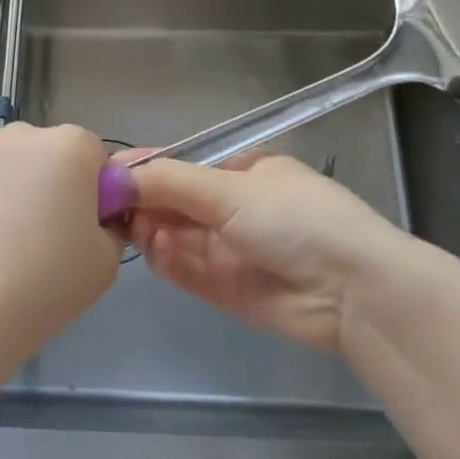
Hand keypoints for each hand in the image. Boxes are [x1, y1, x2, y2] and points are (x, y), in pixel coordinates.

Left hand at [0, 123, 120, 362]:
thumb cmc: (41, 286)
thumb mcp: (105, 263)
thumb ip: (109, 226)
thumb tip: (94, 218)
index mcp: (69, 147)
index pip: (93, 155)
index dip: (93, 190)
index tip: (83, 228)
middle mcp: (19, 135)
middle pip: (44, 154)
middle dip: (46, 184)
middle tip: (40, 240)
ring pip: (0, 166)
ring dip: (4, 191)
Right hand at [127, 154, 417, 355]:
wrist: (353, 292)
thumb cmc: (295, 220)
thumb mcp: (230, 189)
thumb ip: (169, 182)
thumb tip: (116, 175)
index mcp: (243, 172)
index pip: (182, 166)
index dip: (145, 168)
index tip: (107, 174)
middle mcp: (232, 207)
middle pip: (172, 201)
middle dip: (141, 200)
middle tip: (106, 205)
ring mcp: (227, 248)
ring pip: (172, 235)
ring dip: (149, 228)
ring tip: (132, 226)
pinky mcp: (223, 288)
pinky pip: (182, 268)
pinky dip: (164, 258)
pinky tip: (154, 247)